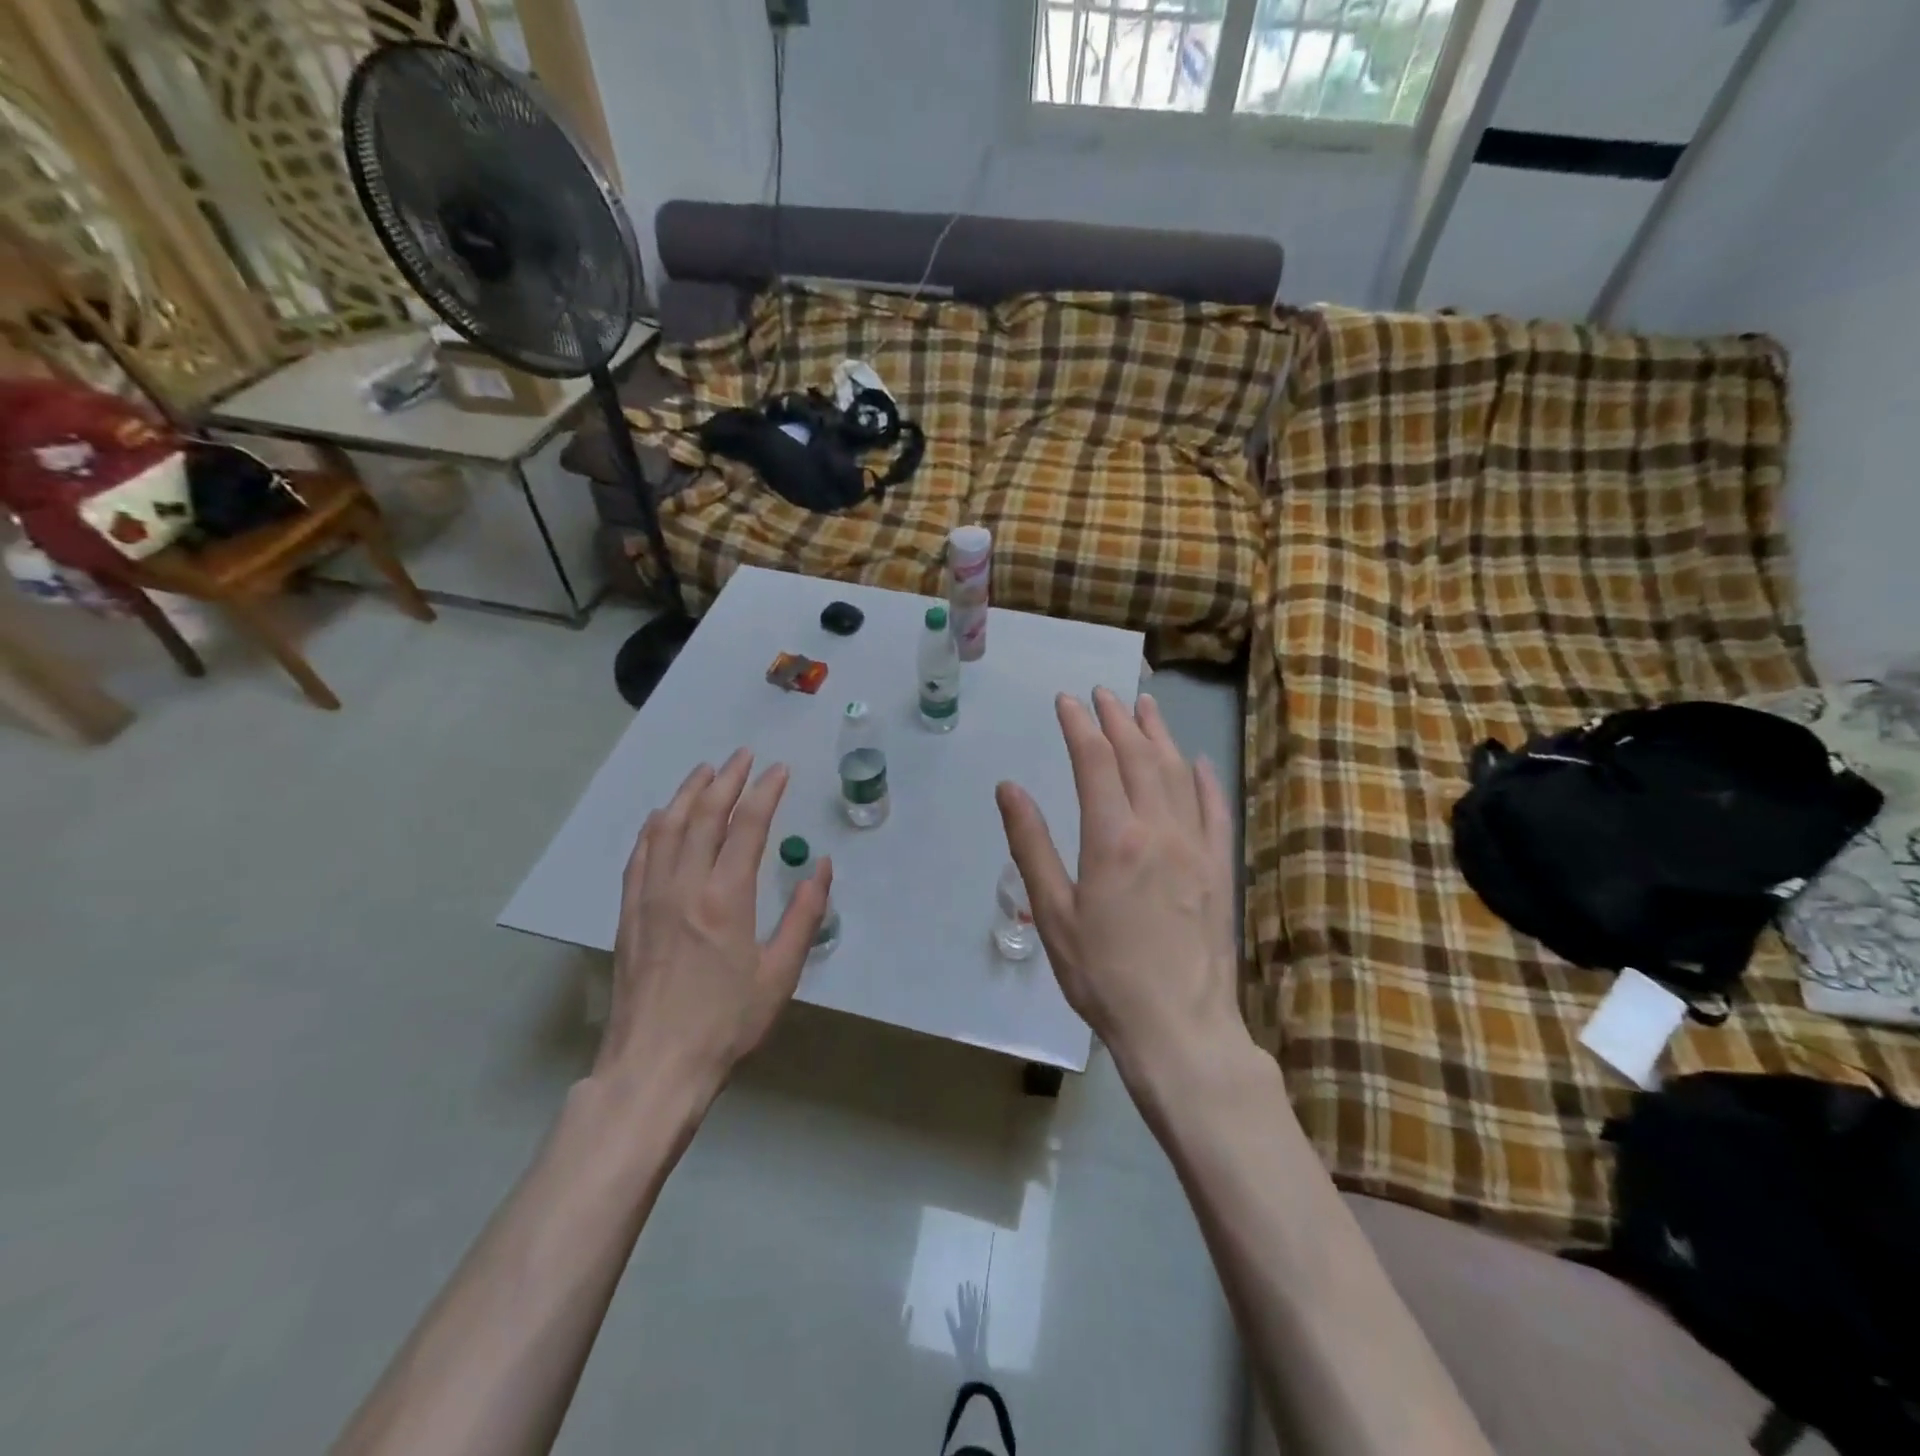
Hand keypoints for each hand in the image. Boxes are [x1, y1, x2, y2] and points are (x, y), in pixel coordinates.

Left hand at [598, 749, 830, 1100]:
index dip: (765, 792)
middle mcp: (684, 886)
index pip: (747, 826)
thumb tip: (822, 868)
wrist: (654, 1064)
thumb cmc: (726, 1022)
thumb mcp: (780, 974)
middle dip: (726, 779)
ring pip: (667, 827)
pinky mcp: (628, 913)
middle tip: (743, 756)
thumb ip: (804, 916)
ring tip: (705, 771)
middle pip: (704, 815)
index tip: (779, 771)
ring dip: (688, 793)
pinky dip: (654, 826)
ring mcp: (650, 897)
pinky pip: (640, 855)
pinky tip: (663, 816)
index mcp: (725, 898)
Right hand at [996, 688, 1241, 1091]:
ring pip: (1177, 772)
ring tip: (1145, 706)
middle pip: (1137, 756)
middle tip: (1103, 693)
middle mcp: (1157, 829)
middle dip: (1118, 719)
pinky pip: (1215, 808)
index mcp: (1112, 838)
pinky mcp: (1219, 867)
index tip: (1067, 701)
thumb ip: (1031, 845)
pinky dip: (1204, 778)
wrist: (1178, 1026)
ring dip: (1159, 734)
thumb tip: (1009, 788)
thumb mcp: (1053, 913)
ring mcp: (1195, 846)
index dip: (1079, 725)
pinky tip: (1196, 760)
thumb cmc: (1102, 974)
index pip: (1094, 761)